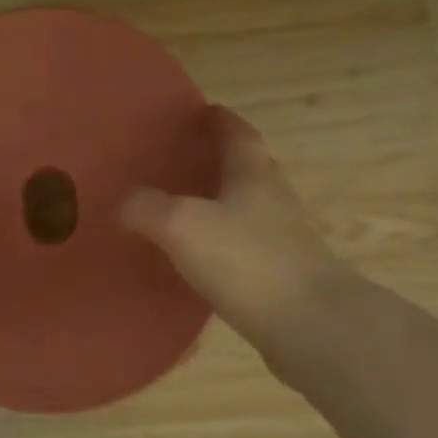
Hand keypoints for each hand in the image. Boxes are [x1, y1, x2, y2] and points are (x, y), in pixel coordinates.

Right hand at [121, 107, 339, 348]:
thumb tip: (124, 201)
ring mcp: (287, 239)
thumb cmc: (248, 262)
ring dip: (224, 204)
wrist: (313, 326)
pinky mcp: (287, 276)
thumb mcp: (182, 226)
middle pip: (250, 168)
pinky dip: (227, 245)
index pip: (238, 133)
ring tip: (186, 211)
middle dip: (221, 160)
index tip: (201, 111)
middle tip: (185, 161)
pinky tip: (204, 262)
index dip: (219, 120)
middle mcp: (275, 199)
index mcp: (254, 175)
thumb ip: (148, 208)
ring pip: (251, 209)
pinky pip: (250, 248)